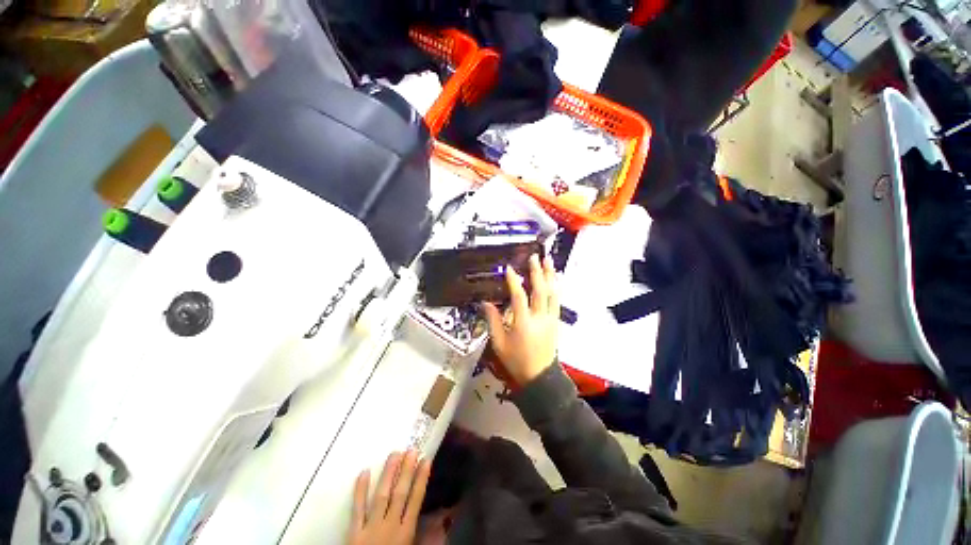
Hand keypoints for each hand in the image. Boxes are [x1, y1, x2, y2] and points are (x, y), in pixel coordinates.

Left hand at [348, 451, 430, 544]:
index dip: (421, 479)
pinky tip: (364, 472)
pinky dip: (360, 491)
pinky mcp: (354, 532)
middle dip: (406, 471)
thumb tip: (445, 518)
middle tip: (411, 450)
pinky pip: (357, 509)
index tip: (426, 460)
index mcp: (405, 533)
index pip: (415, 500)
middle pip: (400, 494)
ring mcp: (371, 528)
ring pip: (381, 496)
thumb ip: (428, 537)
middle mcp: (390, 526)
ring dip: (388, 474)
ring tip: (395, 453)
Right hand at [483, 254, 558, 385]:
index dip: (514, 281)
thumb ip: (493, 321)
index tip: (509, 268)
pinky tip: (556, 279)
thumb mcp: (499, 343)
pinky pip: (557, 300)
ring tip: (549, 261)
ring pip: (552, 293)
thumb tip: (485, 302)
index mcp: (523, 324)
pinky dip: (556, 287)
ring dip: (550, 276)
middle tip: (535, 257)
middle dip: (537, 272)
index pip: (519, 297)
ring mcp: (550, 319)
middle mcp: (539, 318)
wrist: (539, 376)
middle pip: (540, 291)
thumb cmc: (516, 360)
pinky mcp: (556, 321)